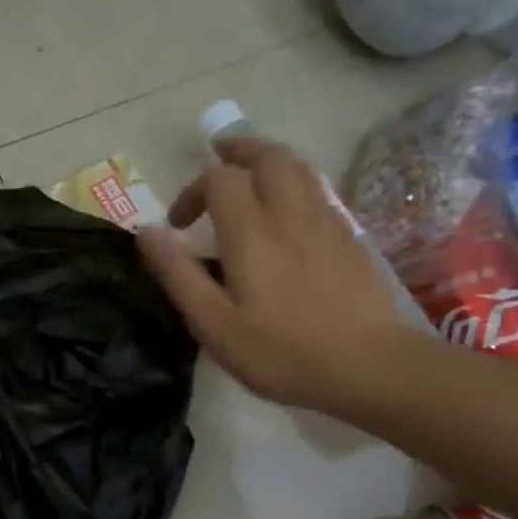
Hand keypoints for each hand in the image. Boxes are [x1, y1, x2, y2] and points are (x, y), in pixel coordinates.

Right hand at [136, 138, 411, 415]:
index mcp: (252, 232)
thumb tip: (147, 232)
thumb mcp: (215, 324)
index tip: (179, 225)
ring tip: (250, 173)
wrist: (370, 367)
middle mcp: (290, 214)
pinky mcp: (350, 239)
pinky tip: (288, 213)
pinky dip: (295, 184)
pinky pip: (318, 192)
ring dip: (269, 161)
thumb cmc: (283, 352)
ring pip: (299, 168)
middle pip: (268, 156)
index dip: (192, 191)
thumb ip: (179, 275)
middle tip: (218, 159)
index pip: (219, 179)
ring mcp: (327, 223)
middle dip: (239, 151)